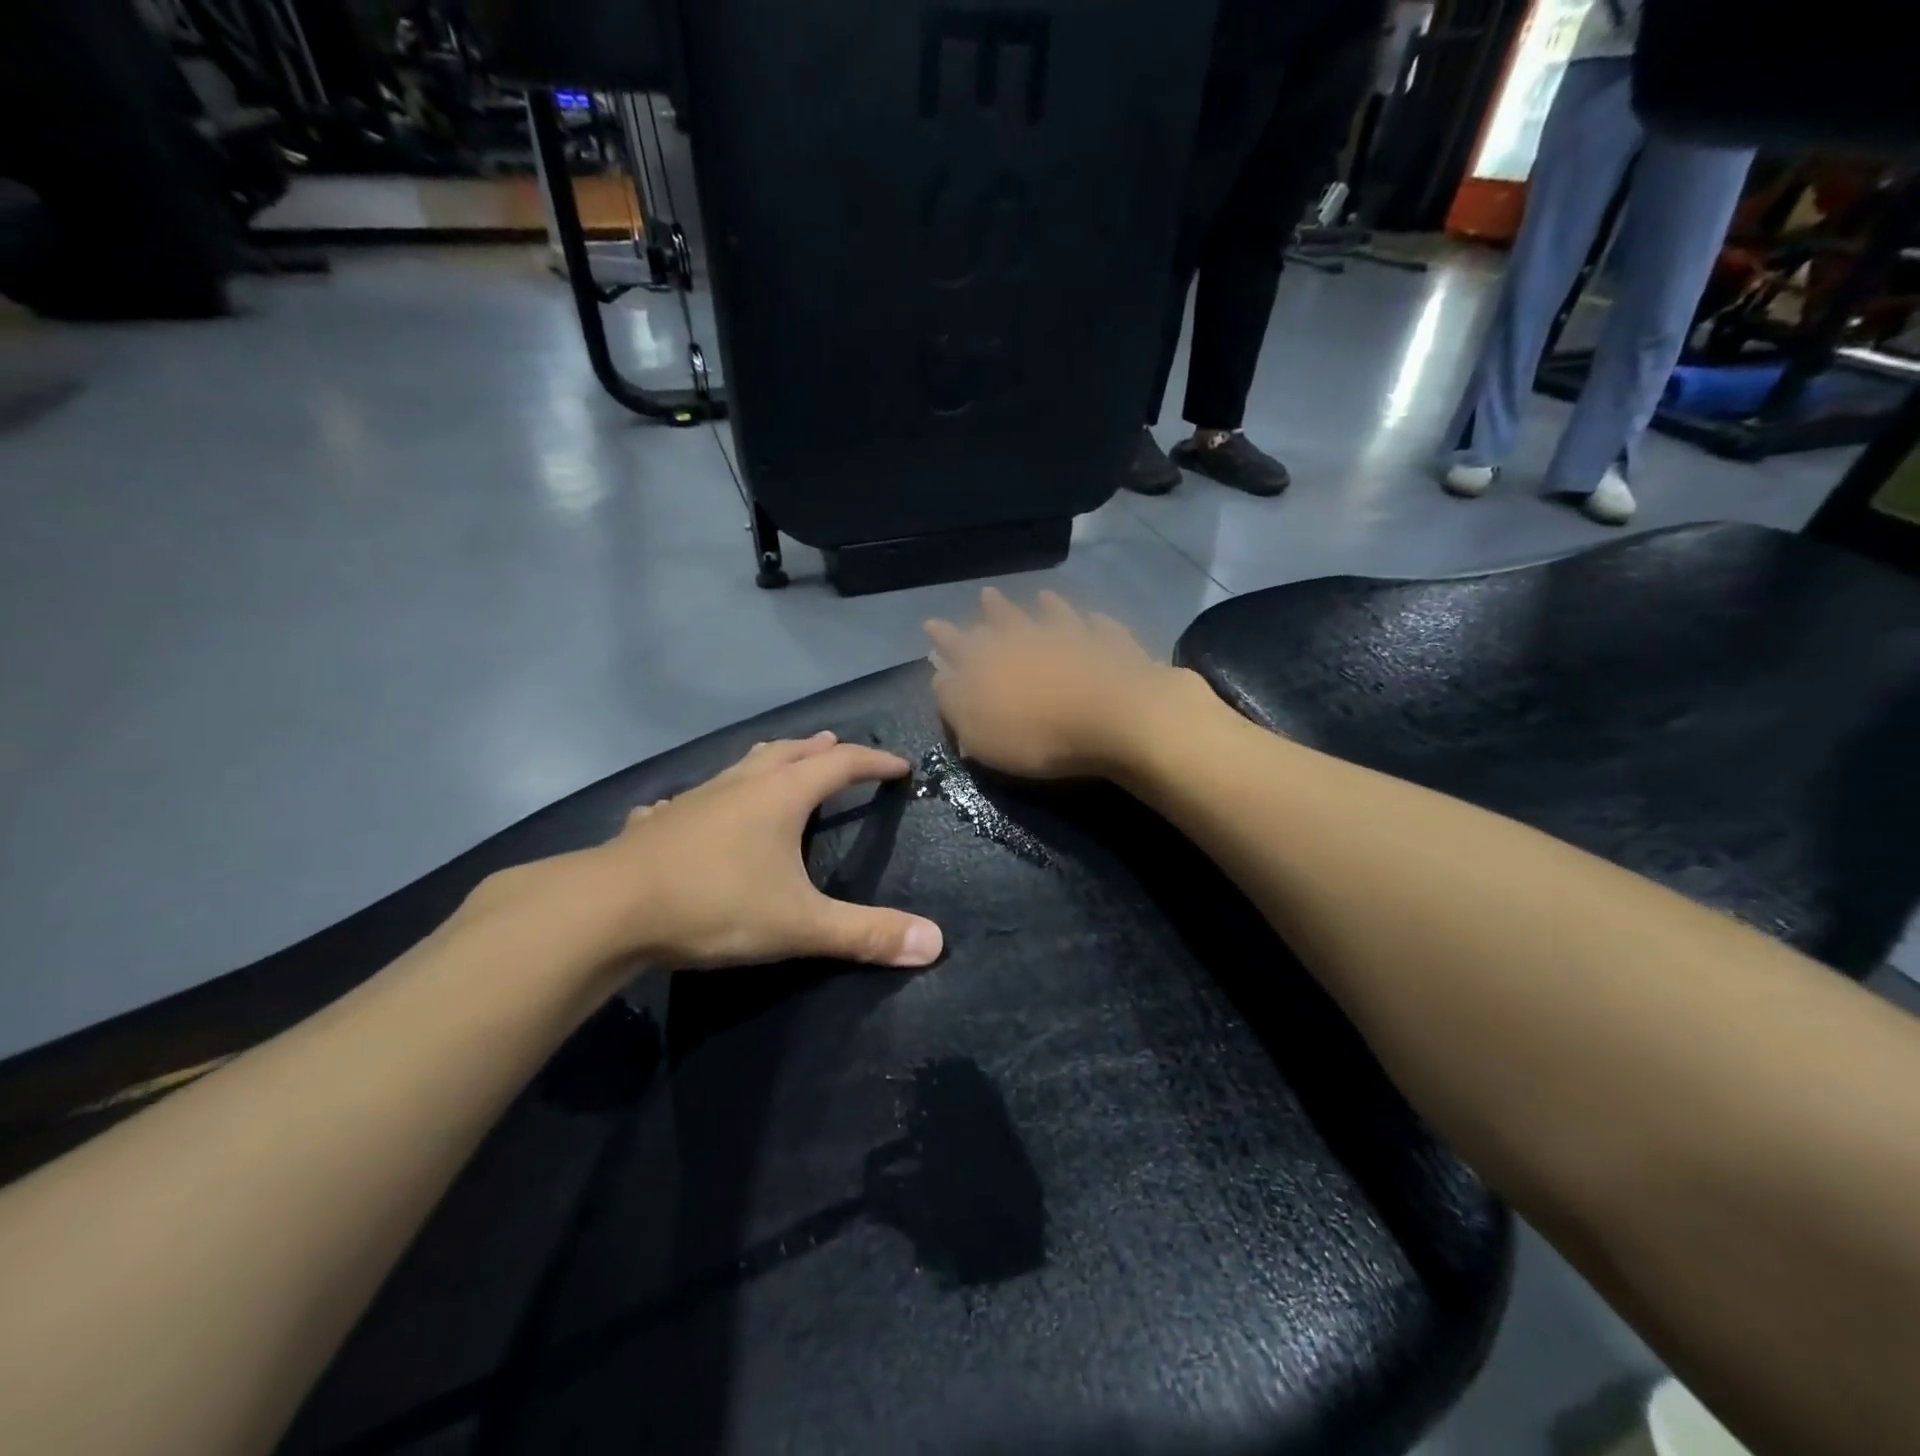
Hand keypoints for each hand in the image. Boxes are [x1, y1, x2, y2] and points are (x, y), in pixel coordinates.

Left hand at [462, 734, 943, 978]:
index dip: (874, 763)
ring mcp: (697, 798)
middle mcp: (742, 784)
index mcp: (781, 795)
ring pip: (744, 765)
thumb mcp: (799, 924)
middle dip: (822, 750)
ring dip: (773, 760)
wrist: (608, 909)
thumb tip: (935, 944)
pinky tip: (700, 809)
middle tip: (842, 748)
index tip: (900, 767)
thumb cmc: (715, 904)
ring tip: (784, 760)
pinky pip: (698, 796)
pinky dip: (716, 796)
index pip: (841, 765)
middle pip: (791, 752)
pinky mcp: (662, 820)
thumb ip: (866, 934)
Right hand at [925, 588, 1208, 779]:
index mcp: (991, 663)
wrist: (1116, 718)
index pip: (959, 646)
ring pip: (1054, 616)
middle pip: (1006, 622)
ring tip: (1039, 596)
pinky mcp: (1115, 648)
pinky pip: (1101, 628)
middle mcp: (1029, 640)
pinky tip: (1093, 618)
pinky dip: (1093, 622)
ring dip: (1044, 607)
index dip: (944, 637)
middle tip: (985, 595)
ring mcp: (1075, 638)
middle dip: (992, 611)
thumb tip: (940, 676)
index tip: (931, 624)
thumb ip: (955, 703)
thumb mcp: (980, 730)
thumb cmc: (1038, 734)